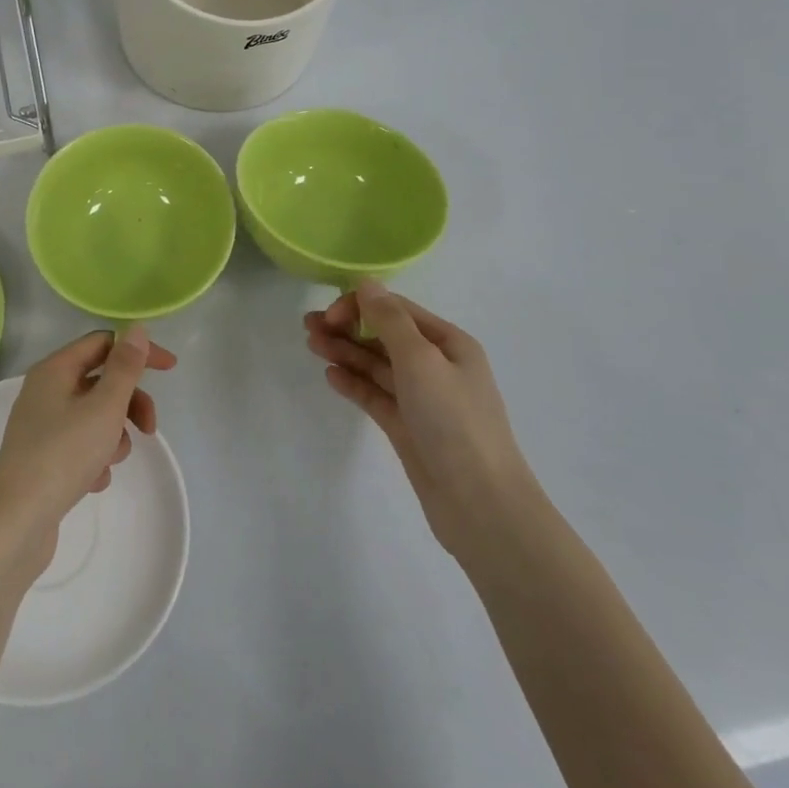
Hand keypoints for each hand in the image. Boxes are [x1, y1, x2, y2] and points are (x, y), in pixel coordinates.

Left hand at [0, 326, 172, 573]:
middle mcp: (45, 390)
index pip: (103, 343)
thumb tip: (136, 329)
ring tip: (109, 461)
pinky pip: (81, 444)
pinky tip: (93, 481)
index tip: (170, 369)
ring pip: (94, 416)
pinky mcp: (43, 457)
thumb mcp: (104, 407)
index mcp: (55, 370)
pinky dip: (94, 458)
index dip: (138, 352)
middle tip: (149, 429)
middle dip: (129, 403)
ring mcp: (42, 425)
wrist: (18, 522)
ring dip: (112, 435)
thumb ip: (124, 367)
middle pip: (100, 381)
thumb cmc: (63, 455)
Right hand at [306, 280, 536, 558]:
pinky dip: (354, 383)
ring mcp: (422, 399)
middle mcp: (436, 366)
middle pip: (384, 336)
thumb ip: (389, 320)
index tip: (330, 317)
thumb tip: (366, 283)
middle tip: (308, 327)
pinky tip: (331, 376)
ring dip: (345, 352)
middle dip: (348, 327)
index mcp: (449, 343)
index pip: (397, 310)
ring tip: (312, 346)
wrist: (480, 504)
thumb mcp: (421, 360)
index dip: (361, 306)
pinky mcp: (408, 427)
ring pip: (376, 365)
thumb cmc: (453, 421)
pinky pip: (376, 396)